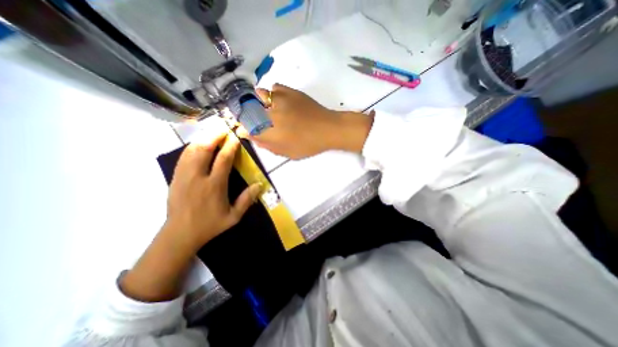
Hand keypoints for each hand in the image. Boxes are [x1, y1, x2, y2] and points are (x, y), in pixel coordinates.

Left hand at [121, 128, 258, 302]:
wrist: (179, 234)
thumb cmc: (210, 225)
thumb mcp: (233, 217)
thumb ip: (246, 200)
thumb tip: (259, 184)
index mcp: (214, 186)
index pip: (223, 160)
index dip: (230, 146)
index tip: (235, 137)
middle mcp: (197, 178)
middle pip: (203, 150)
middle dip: (214, 136)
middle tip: (223, 128)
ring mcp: (183, 176)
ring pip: (191, 151)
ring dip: (203, 139)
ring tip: (212, 132)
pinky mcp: (175, 177)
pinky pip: (183, 157)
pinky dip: (192, 147)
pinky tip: (198, 143)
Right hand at [249, 84, 374, 159]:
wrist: (328, 128)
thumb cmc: (309, 144)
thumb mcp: (289, 153)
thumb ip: (269, 146)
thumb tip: (252, 137)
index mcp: (271, 131)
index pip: (248, 129)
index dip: (244, 129)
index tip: (244, 130)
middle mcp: (270, 113)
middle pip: (249, 110)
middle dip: (248, 115)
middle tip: (256, 120)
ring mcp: (279, 100)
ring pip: (259, 95)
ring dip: (258, 101)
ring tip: (267, 109)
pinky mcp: (290, 91)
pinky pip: (274, 88)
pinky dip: (272, 94)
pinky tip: (279, 101)